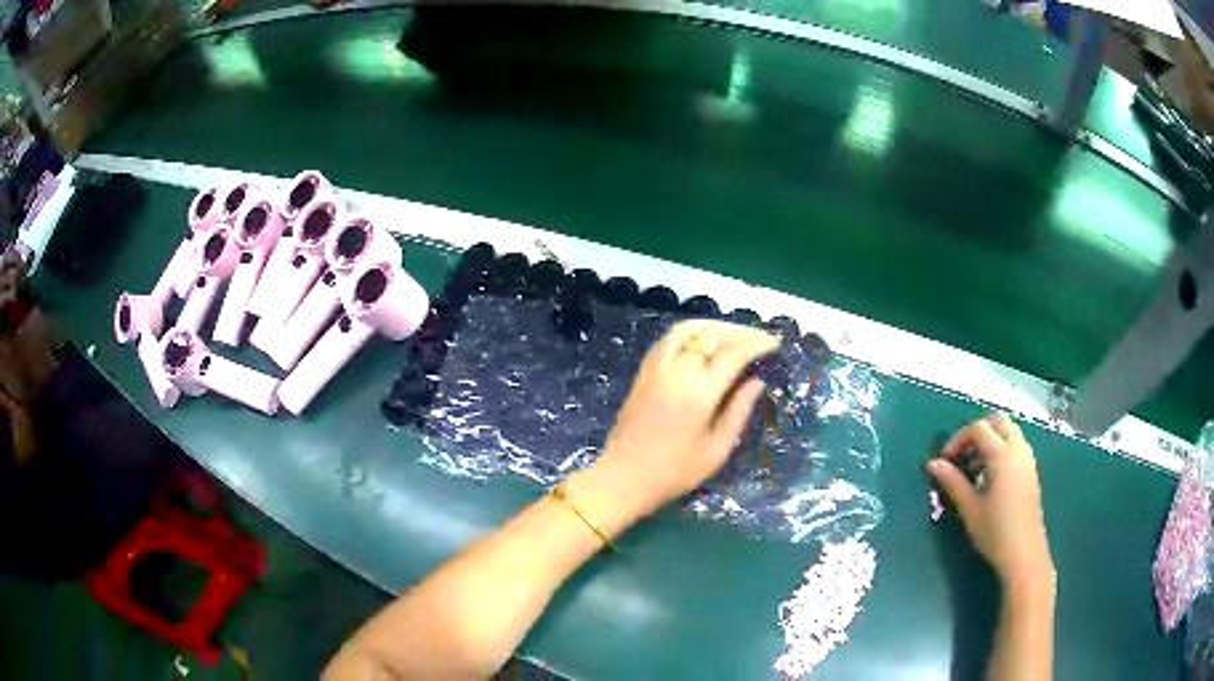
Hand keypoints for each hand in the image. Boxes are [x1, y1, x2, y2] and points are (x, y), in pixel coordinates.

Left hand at [567, 320, 779, 530]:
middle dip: (740, 332)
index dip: (757, 344)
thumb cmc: (675, 471)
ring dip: (714, 325)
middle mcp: (677, 370)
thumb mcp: (717, 449)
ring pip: (687, 330)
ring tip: (734, 332)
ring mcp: (656, 367)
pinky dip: (690, 331)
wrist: (624, 477)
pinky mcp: (643, 372)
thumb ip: (738, 411)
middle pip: (712, 336)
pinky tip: (702, 339)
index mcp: (699, 391)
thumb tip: (757, 382)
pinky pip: (669, 339)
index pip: (734, 354)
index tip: (775, 342)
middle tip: (760, 337)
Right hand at [928, 414, 1054, 588]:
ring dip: (990, 440)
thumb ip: (952, 482)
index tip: (945, 461)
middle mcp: (1018, 450)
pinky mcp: (1031, 471)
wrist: (1024, 554)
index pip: (978, 428)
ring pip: (1009, 431)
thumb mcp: (970, 509)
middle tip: (961, 456)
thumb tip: (933, 464)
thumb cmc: (995, 532)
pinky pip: (1016, 445)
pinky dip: (1001, 449)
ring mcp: (1027, 459)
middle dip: (976, 433)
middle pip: (997, 421)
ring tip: (974, 469)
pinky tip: (989, 477)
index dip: (958, 439)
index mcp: (1003, 456)